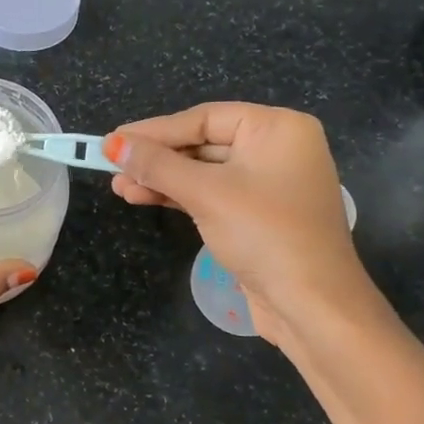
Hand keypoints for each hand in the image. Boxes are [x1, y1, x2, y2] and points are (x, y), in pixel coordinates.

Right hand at [105, 103, 372, 341]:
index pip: (204, 118)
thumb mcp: (205, 193)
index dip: (155, 130)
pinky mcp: (258, 215)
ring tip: (119, 186)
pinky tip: (144, 198)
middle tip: (111, 165)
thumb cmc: (264, 234)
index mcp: (277, 128)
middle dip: (156, 158)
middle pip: (203, 143)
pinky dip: (179, 196)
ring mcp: (269, 184)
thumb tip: (112, 143)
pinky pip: (212, 194)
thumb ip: (157, 165)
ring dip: (162, 179)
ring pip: (204, 171)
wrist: (311, 305)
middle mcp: (277, 149)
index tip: (113, 140)